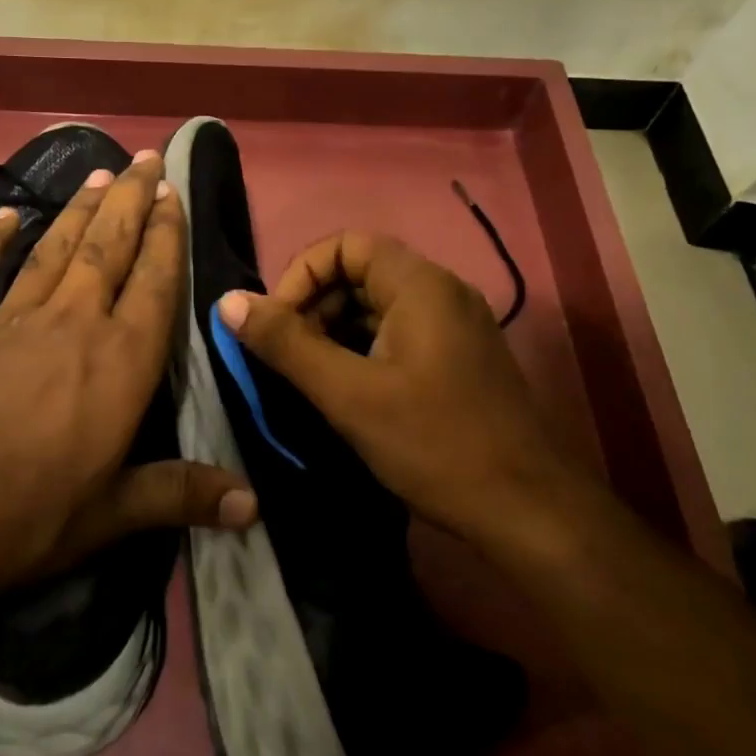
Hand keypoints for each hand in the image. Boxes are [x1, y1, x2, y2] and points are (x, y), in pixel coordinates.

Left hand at [0, 150, 254, 597]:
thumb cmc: (28, 513)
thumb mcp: (113, 512)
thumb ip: (183, 494)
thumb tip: (255, 507)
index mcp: (120, 362)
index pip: (156, 284)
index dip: (169, 236)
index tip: (175, 195)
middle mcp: (72, 324)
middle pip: (108, 249)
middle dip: (132, 202)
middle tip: (147, 160)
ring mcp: (10, 320)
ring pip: (53, 250)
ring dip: (78, 210)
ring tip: (100, 174)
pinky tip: (1, 217)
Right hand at [217, 231, 603, 555]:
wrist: (527, 511)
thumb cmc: (434, 444)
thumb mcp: (348, 394)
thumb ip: (286, 344)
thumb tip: (228, 302)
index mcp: (420, 285)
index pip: (346, 245)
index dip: (301, 276)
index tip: (277, 326)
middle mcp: (442, 293)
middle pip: (361, 273)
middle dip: (315, 307)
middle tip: (289, 359)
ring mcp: (455, 327)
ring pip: (378, 308)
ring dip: (335, 333)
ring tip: (311, 380)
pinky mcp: (459, 360)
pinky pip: (398, 335)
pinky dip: (363, 352)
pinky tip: (347, 393)